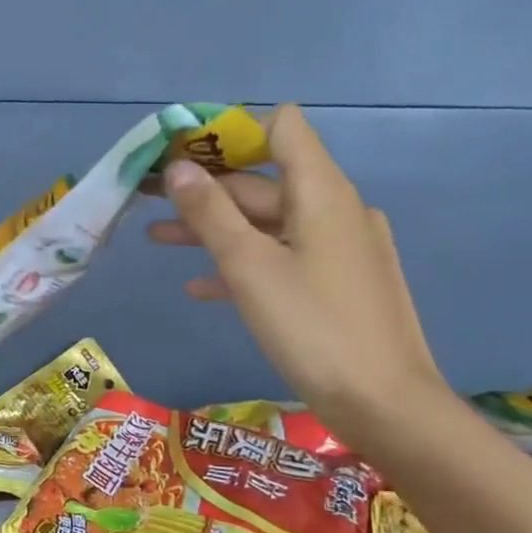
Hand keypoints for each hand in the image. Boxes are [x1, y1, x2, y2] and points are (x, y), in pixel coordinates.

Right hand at [148, 104, 451, 448]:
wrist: (383, 404)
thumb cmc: (312, 327)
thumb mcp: (249, 267)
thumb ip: (210, 214)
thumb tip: (178, 167)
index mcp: (321, 193)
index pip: (281, 128)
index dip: (230, 132)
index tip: (181, 152)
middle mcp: (334, 210)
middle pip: (263, 181)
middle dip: (204, 188)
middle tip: (149, 197)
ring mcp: (338, 249)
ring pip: (266, 224)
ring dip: (213, 228)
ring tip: (157, 237)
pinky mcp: (335, 283)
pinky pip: (281, 258)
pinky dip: (241, 262)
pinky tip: (200, 286)